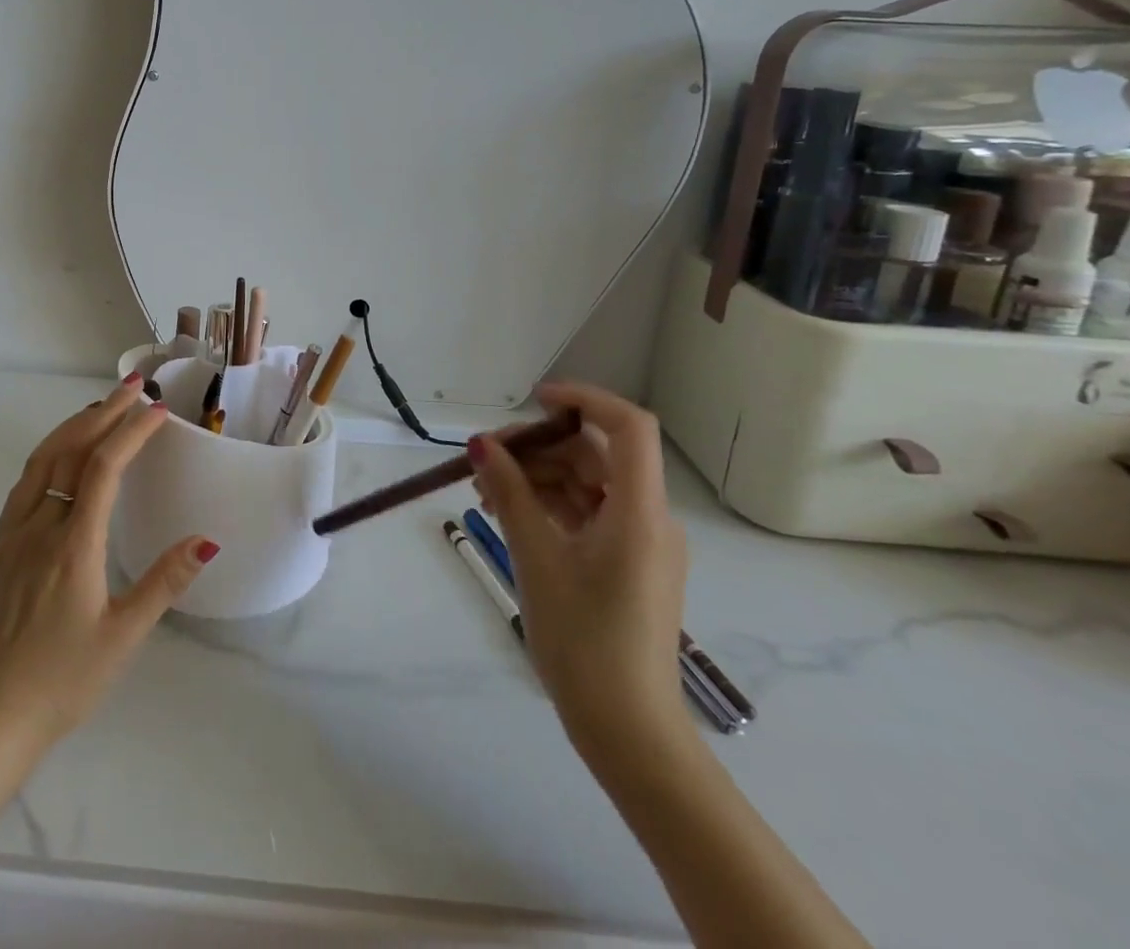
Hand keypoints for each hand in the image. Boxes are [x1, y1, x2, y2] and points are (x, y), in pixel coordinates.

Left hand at [0, 376, 219, 743]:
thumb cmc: (66, 679)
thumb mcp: (125, 636)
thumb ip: (164, 582)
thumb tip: (206, 540)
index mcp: (74, 545)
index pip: (104, 468)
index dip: (132, 433)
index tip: (159, 410)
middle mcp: (40, 526)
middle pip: (71, 451)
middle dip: (105, 413)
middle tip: (135, 386)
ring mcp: (14, 532)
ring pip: (42, 459)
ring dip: (74, 426)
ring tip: (103, 407)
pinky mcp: (0, 545)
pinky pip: (25, 481)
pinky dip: (49, 452)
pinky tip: (63, 453)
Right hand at [471, 380, 689, 764]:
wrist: (627, 729)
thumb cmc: (583, 639)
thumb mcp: (536, 558)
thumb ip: (509, 493)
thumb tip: (481, 445)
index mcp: (640, 512)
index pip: (627, 427)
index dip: (584, 399)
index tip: (533, 400)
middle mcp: (649, 519)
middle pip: (596, 455)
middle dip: (539, 447)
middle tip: (483, 458)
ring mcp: (639, 543)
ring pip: (587, 484)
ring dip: (537, 477)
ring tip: (483, 490)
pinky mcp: (626, 564)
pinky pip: (587, 514)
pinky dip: (548, 505)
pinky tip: (506, 512)